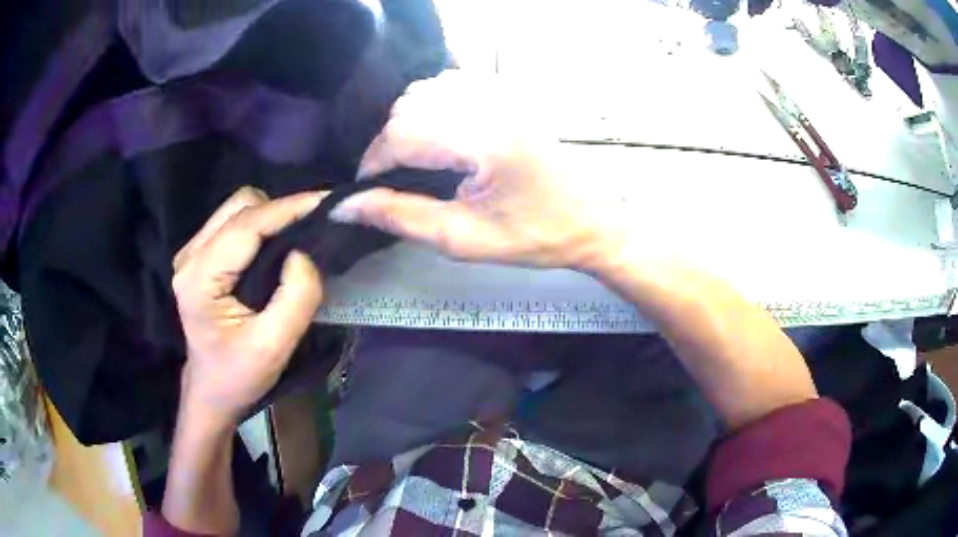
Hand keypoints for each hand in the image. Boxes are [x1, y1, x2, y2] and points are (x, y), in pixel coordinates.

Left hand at [172, 187, 323, 425]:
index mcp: (200, 277)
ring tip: (296, 238)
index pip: (247, 224)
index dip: (289, 208)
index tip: (329, 202)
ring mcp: (192, 252)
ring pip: (238, 208)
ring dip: (271, 217)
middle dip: (280, 211)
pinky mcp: (200, 255)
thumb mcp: (273, 347)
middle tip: (313, 229)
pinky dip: (262, 226)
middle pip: (240, 206)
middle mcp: (190, 255)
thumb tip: (305, 253)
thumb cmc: (238, 376)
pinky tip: (275, 247)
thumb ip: (296, 298)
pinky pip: (235, 222)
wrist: (211, 391)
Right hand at [329, 70, 614, 269]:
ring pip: (427, 89)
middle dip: (389, 143)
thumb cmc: (534, 237)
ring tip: (416, 159)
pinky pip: (453, 83)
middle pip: (409, 105)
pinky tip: (442, 135)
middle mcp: (492, 104)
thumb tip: (346, 206)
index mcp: (485, 141)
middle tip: (393, 180)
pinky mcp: (511, 92)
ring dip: (408, 121)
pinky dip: (433, 105)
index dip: (373, 161)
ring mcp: (504, 93)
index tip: (367, 190)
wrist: (592, 221)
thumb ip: (400, 217)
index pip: (402, 133)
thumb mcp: (463, 238)